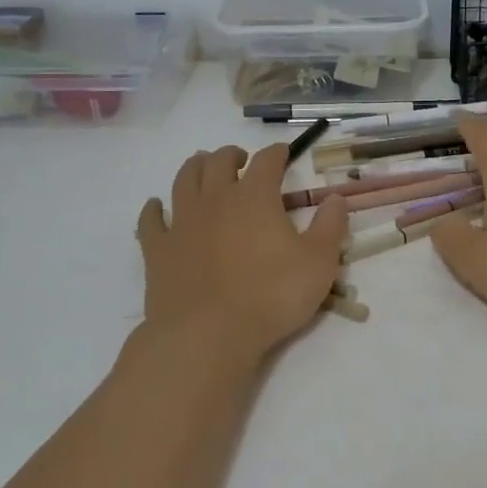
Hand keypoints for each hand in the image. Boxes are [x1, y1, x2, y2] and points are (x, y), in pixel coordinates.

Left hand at [136, 143, 348, 363]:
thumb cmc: (271, 296)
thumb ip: (330, 226)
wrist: (207, 334)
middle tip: (241, 160)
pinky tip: (157, 207)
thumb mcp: (319, 263)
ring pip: (184, 180)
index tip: (283, 153)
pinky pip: (151, 220)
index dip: (276, 153)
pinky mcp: (157, 249)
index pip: (267, 161)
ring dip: (195, 168)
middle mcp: (215, 199)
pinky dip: (154, 209)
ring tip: (203, 166)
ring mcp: (182, 222)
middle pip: (220, 162)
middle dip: (232, 155)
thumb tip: (336, 197)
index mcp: (255, 197)